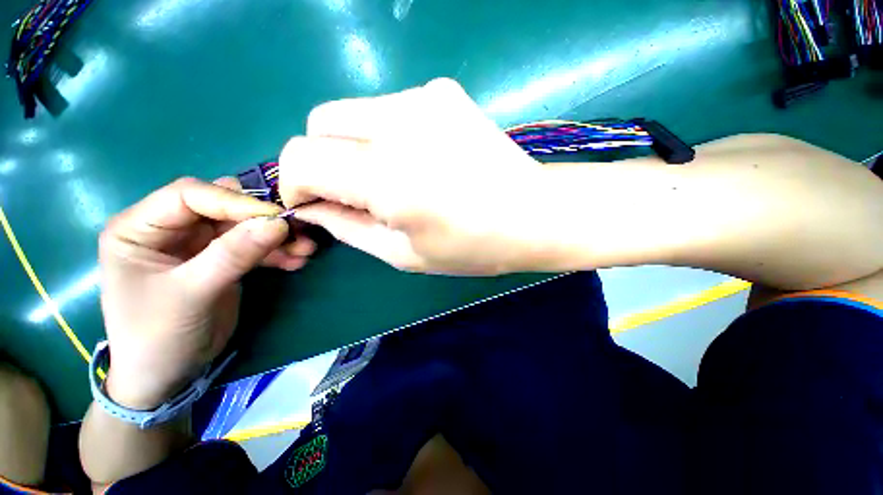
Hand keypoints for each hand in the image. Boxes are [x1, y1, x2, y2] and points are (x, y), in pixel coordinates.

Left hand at [98, 178, 315, 409]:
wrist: (166, 376)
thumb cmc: (157, 337)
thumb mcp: (192, 294)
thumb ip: (233, 255)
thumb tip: (278, 223)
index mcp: (140, 228)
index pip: (190, 195)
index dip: (235, 202)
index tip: (277, 218)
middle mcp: (170, 229)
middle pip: (224, 208)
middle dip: (263, 219)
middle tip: (298, 230)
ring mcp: (199, 245)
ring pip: (245, 226)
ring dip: (278, 237)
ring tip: (306, 250)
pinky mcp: (222, 260)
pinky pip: (255, 247)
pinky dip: (278, 253)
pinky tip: (297, 261)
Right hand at [278, 78, 552, 274]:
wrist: (534, 215)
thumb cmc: (473, 247)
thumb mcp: (404, 254)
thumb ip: (349, 228)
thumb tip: (313, 207)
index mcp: (389, 178)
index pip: (302, 157)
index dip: (296, 181)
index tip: (313, 202)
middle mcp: (401, 125)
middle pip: (320, 122)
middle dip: (323, 159)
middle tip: (354, 191)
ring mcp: (425, 99)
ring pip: (352, 111)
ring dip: (354, 145)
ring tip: (390, 176)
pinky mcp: (444, 93)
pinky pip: (388, 107)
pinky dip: (385, 133)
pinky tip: (418, 158)